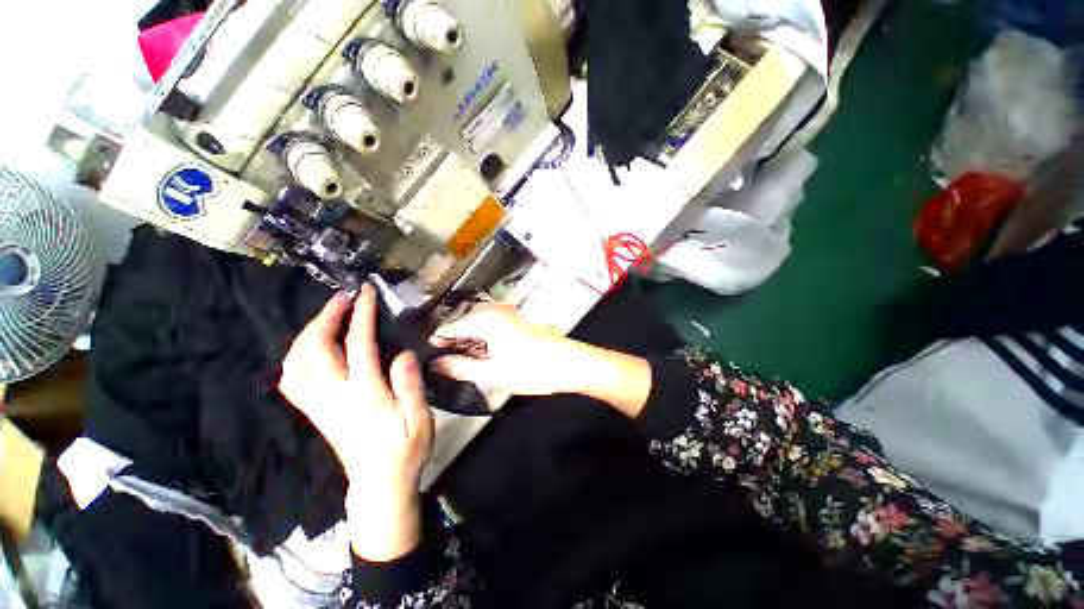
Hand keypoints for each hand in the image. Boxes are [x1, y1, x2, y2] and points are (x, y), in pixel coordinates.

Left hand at [279, 285, 433, 560]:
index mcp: (365, 396)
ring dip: (308, 334)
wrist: (379, 486)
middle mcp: (335, 398)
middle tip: (342, 298)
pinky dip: (297, 357)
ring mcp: (320, 406)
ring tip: (326, 317)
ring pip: (296, 364)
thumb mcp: (420, 420)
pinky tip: (310, 349)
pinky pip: (292, 381)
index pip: (358, 346)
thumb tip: (403, 354)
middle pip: (316, 350)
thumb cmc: (405, 452)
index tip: (364, 293)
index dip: (361, 315)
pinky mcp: (316, 413)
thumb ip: (411, 386)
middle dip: (327, 317)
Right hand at [430, 305, 583, 395]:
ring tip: (465, 361)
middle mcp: (497, 312)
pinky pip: (492, 326)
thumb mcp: (493, 373)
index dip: (439, 341)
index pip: (452, 326)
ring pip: (478, 325)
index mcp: (487, 320)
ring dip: (470, 341)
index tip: (430, 354)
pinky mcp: (517, 321)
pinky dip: (484, 339)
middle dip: (455, 341)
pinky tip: (486, 355)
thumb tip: (438, 365)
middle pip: (465, 323)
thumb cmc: (534, 368)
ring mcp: (509, 315)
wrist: (569, 363)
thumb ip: (461, 367)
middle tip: (447, 362)